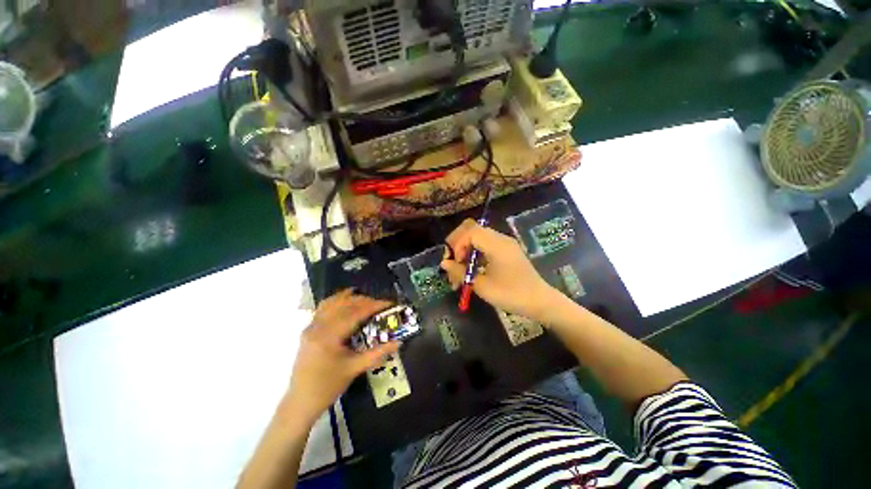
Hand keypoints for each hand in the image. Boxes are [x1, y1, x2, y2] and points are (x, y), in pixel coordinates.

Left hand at [283, 290, 398, 423]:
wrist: (301, 402)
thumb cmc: (328, 387)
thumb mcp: (355, 369)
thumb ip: (378, 353)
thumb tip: (398, 342)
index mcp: (329, 336)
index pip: (355, 313)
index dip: (373, 306)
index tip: (389, 303)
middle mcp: (318, 327)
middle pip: (344, 305)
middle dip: (365, 301)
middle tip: (381, 304)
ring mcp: (311, 327)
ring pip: (332, 303)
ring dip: (351, 298)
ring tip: (366, 299)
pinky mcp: (308, 330)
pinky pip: (323, 308)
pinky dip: (336, 301)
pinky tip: (345, 301)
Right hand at [440, 219, 555, 319]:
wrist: (540, 302)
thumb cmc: (512, 295)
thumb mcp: (483, 286)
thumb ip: (461, 272)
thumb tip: (444, 263)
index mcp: (497, 245)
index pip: (470, 232)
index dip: (458, 244)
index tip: (456, 262)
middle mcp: (501, 239)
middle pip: (472, 228)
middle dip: (458, 242)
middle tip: (453, 260)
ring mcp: (505, 243)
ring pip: (478, 235)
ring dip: (465, 248)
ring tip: (460, 268)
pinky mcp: (506, 249)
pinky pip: (485, 243)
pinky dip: (475, 251)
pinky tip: (472, 268)